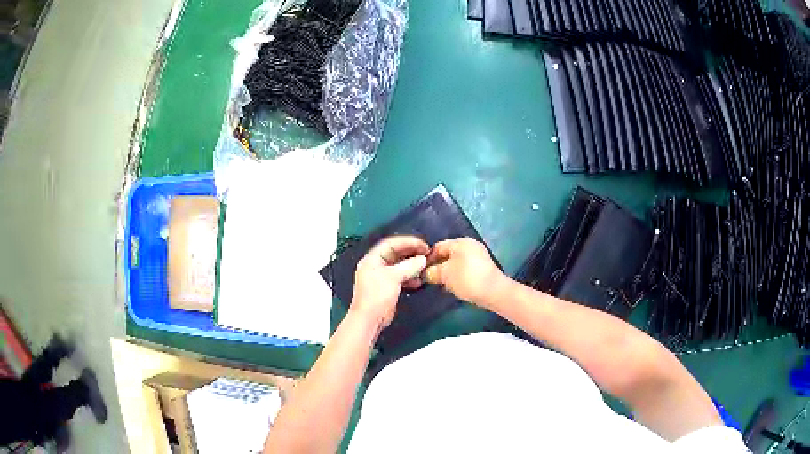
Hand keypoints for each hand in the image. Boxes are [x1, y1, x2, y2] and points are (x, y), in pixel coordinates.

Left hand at [351, 236, 428, 330]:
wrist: (369, 319)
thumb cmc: (377, 295)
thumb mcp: (393, 277)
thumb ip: (409, 266)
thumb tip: (423, 260)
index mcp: (372, 259)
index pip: (391, 243)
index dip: (408, 242)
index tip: (423, 245)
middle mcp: (375, 265)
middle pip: (396, 254)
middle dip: (411, 253)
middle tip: (427, 254)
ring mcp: (381, 277)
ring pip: (399, 266)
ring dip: (412, 266)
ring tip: (425, 267)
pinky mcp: (386, 287)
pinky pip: (400, 277)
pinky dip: (409, 277)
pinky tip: (418, 281)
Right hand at [424, 238, 507, 308]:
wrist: (493, 292)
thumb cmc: (467, 279)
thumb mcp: (445, 275)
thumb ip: (432, 272)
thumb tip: (425, 272)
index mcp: (461, 242)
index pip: (438, 247)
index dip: (427, 258)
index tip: (420, 271)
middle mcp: (471, 245)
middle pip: (448, 254)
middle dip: (438, 266)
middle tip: (430, 279)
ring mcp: (479, 256)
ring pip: (457, 263)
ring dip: (448, 273)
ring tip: (441, 285)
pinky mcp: (484, 268)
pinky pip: (466, 269)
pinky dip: (458, 276)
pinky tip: (454, 286)